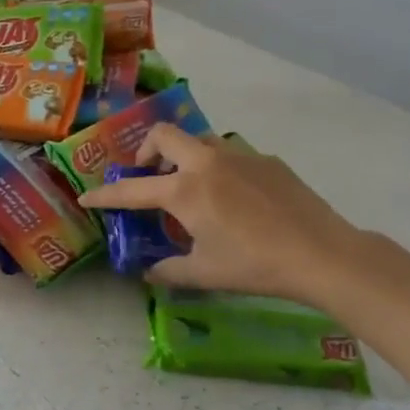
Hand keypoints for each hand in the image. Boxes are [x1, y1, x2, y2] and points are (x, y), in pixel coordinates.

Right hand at [78, 126, 364, 305]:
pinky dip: (218, 168)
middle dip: (147, 151)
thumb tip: (148, 273)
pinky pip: (231, 155)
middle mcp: (207, 163)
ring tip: (190, 187)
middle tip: (149, 177)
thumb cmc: (254, 265)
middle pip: (164, 135)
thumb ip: (169, 271)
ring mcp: (240, 157)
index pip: (132, 189)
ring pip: (200, 140)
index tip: (88, 196)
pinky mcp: (268, 160)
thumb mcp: (204, 274)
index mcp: (184, 191)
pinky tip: (234, 198)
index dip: (105, 194)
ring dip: (184, 157)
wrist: (321, 253)